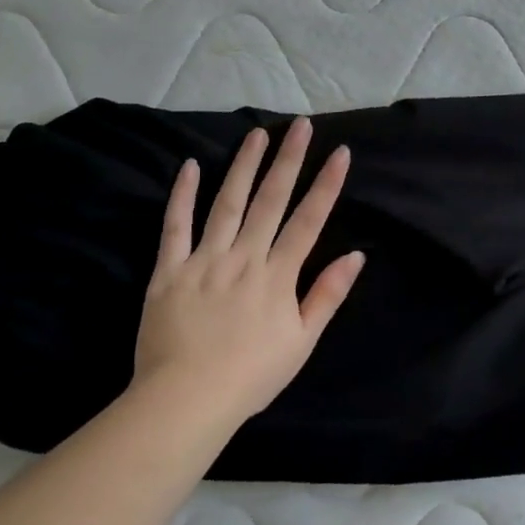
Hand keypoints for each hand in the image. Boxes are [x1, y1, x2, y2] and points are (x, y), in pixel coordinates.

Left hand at [132, 119, 365, 430]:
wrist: (186, 400)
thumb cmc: (251, 375)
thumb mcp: (302, 341)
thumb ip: (328, 295)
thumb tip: (356, 255)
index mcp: (278, 275)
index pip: (309, 220)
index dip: (326, 184)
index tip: (340, 152)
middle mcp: (244, 257)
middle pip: (270, 200)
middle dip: (289, 159)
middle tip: (300, 124)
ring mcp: (204, 260)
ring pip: (227, 203)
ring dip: (244, 166)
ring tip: (257, 134)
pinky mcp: (168, 270)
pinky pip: (175, 226)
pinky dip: (183, 195)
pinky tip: (192, 166)